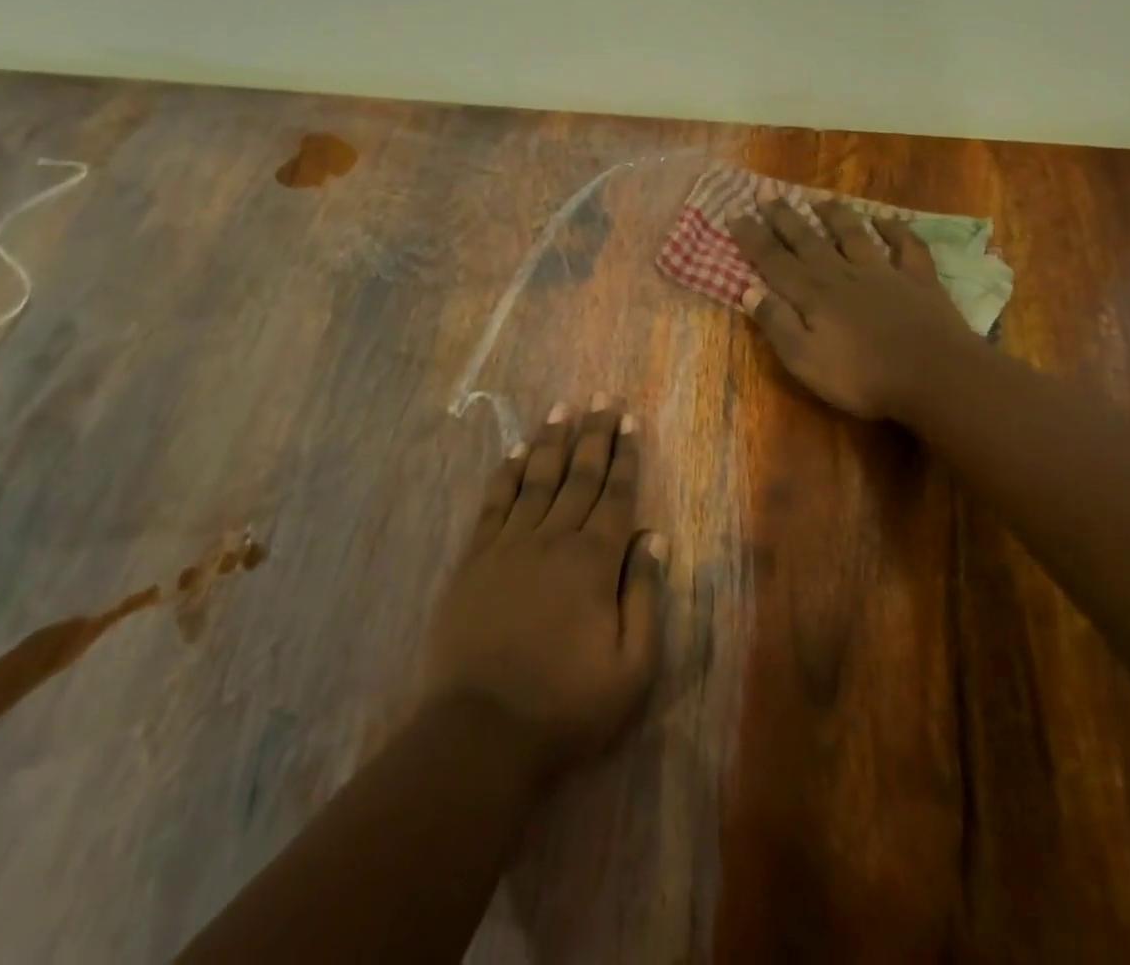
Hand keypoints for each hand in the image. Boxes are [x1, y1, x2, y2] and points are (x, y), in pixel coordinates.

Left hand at [422, 399, 666, 782]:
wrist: (482, 731)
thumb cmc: (567, 706)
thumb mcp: (632, 668)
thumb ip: (645, 596)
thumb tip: (654, 538)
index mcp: (595, 562)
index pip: (616, 495)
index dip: (625, 456)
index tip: (629, 421)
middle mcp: (554, 539)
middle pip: (579, 475)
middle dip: (594, 434)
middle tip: (603, 398)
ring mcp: (510, 544)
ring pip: (537, 478)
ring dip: (553, 440)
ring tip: (563, 408)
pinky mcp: (475, 557)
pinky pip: (495, 501)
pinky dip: (508, 471)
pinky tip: (517, 451)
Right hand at [729, 193, 977, 422]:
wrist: (936, 376)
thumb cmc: (863, 377)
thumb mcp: (804, 360)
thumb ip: (776, 323)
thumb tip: (748, 290)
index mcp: (812, 294)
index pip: (773, 259)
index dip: (752, 236)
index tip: (734, 211)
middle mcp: (842, 274)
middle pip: (808, 240)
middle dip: (784, 217)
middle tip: (767, 192)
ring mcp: (883, 273)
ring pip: (854, 235)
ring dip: (835, 216)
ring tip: (820, 199)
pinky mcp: (918, 280)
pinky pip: (906, 246)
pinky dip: (895, 229)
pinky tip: (886, 219)